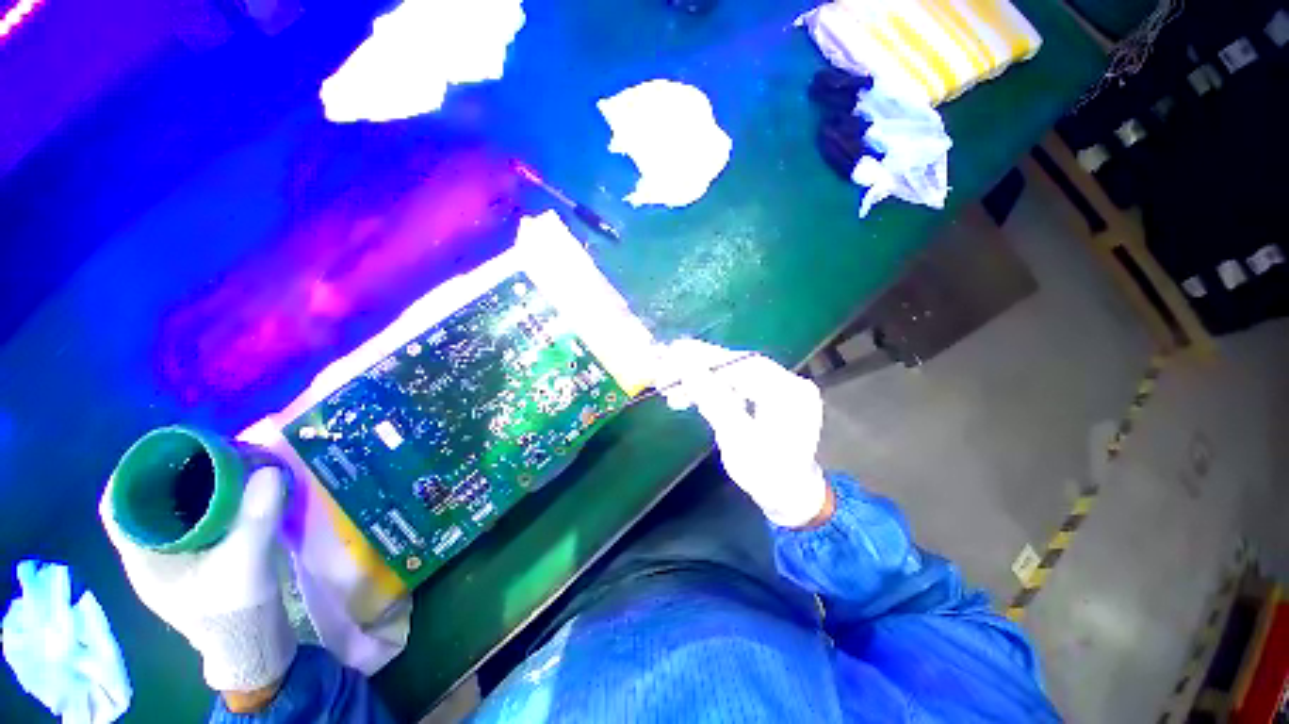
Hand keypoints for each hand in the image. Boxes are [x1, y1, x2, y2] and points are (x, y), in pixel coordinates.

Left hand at [99, 467, 296, 696]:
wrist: (251, 644)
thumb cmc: (234, 612)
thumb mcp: (245, 566)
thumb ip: (254, 520)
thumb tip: (269, 470)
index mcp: (142, 557)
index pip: (118, 507)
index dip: (132, 473)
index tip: (166, 449)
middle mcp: (150, 553)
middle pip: (144, 501)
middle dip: (170, 472)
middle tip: (207, 451)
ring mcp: (173, 556)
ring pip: (170, 508)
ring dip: (192, 484)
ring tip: (224, 465)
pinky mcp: (196, 557)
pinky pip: (191, 517)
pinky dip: (208, 499)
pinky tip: (234, 491)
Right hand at [656, 339, 831, 527]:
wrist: (788, 495)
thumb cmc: (766, 475)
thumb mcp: (738, 441)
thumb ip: (714, 401)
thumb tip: (688, 368)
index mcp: (789, 392)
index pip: (743, 365)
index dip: (706, 359)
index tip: (674, 356)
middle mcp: (788, 382)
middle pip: (736, 365)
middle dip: (699, 367)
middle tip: (666, 368)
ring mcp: (779, 387)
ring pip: (731, 373)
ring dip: (700, 379)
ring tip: (671, 388)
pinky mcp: (766, 394)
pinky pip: (734, 384)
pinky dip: (710, 389)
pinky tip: (688, 396)